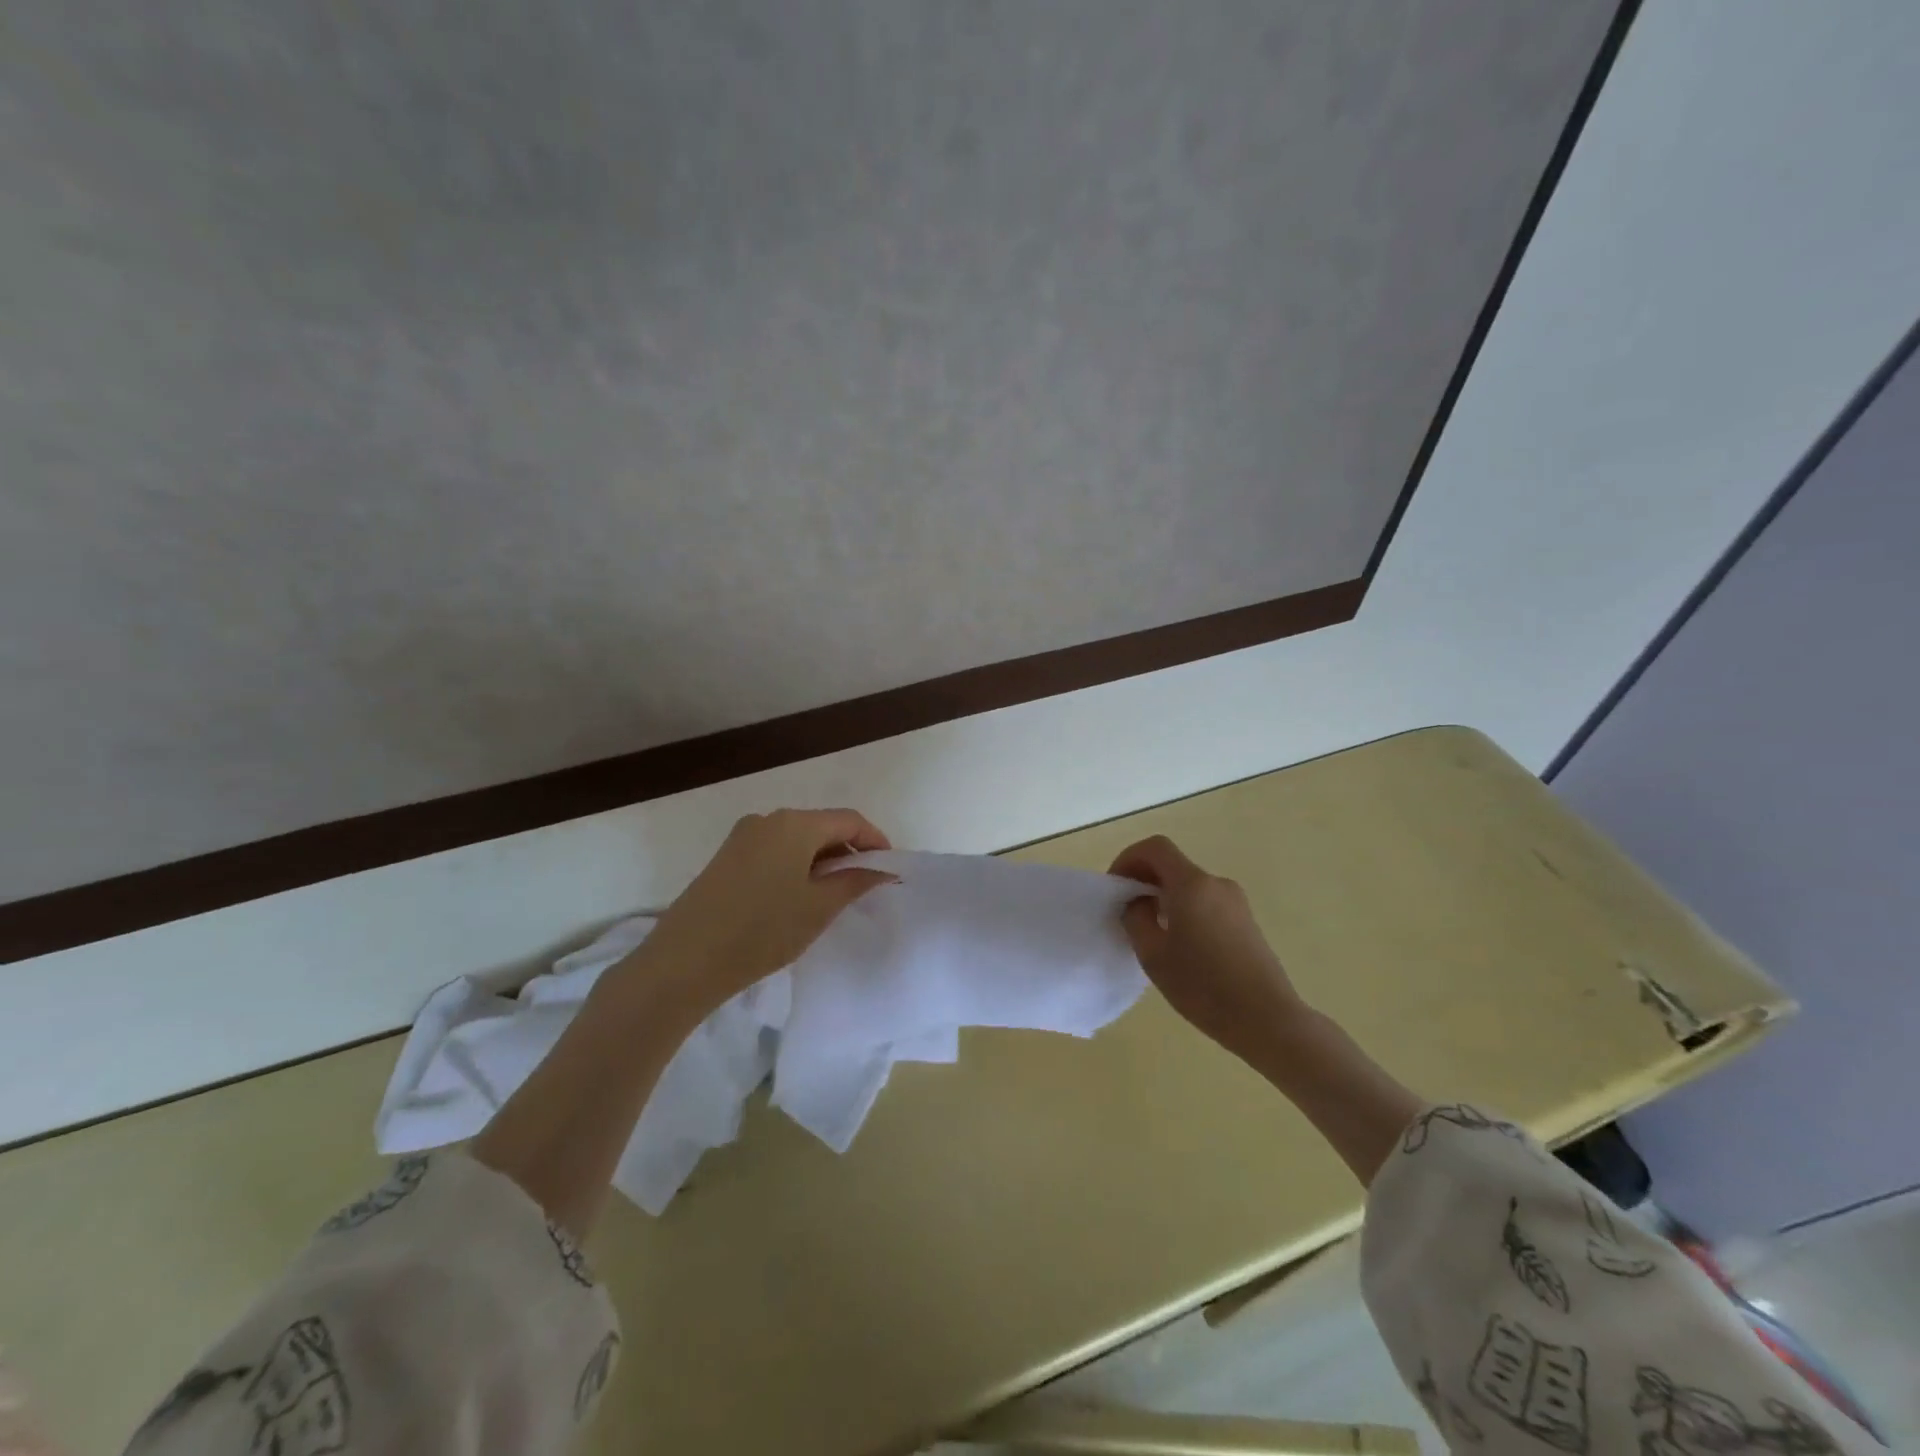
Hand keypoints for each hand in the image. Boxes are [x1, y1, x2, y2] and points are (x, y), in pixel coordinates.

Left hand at [635, 808, 895, 1013]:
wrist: (684, 961)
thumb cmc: (762, 931)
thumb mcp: (819, 908)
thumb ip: (855, 882)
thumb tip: (882, 870)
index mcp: (794, 824)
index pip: (849, 820)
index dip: (875, 841)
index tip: (889, 870)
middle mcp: (768, 820)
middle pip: (821, 826)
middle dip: (848, 852)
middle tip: (865, 885)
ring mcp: (742, 837)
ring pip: (797, 840)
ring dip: (821, 861)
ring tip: (833, 896)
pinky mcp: (726, 857)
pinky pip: (774, 851)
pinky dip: (796, 866)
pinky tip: (797, 898)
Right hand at [1109, 835, 1309, 1067]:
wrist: (1267, 1019)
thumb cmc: (1203, 986)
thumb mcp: (1153, 954)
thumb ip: (1136, 918)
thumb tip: (1138, 901)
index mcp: (1192, 884)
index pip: (1155, 848)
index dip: (1129, 858)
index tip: (1116, 887)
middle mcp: (1216, 883)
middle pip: (1173, 865)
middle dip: (1145, 880)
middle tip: (1127, 912)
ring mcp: (1236, 902)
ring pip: (1189, 886)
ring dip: (1164, 897)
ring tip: (1152, 933)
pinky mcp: (1246, 921)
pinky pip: (1206, 902)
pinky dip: (1185, 910)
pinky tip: (1181, 946)